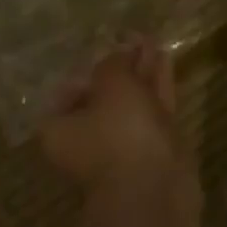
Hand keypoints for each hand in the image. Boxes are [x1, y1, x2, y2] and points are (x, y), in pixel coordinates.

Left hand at [39, 41, 190, 191]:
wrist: (155, 188)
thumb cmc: (118, 131)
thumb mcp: (111, 82)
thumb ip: (114, 62)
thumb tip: (120, 51)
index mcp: (60, 130)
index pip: (68, 91)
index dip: (87, 67)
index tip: (106, 46)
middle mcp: (86, 140)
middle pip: (102, 96)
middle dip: (121, 67)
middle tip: (134, 38)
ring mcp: (121, 147)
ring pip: (131, 101)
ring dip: (141, 72)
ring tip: (152, 39)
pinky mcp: (152, 149)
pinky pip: (152, 108)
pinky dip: (157, 85)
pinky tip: (165, 57)